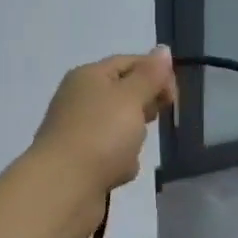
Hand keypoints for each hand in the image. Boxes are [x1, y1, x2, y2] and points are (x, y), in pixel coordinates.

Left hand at [28, 48, 177, 234]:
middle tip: (153, 119)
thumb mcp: (131, 97)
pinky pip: (112, 155)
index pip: (129, 62)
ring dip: (133, 140)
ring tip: (129, 151)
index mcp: (89, 76)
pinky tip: (118, 172)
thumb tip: (163, 49)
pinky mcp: (80, 161)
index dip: (156, 73)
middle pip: (125, 94)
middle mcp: (80, 99)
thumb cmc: (101, 134)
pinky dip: (120, 163)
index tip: (174, 97)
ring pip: (121, 128)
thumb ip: (150, 75)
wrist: (63, 188)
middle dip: (145, 108)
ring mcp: (79, 131)